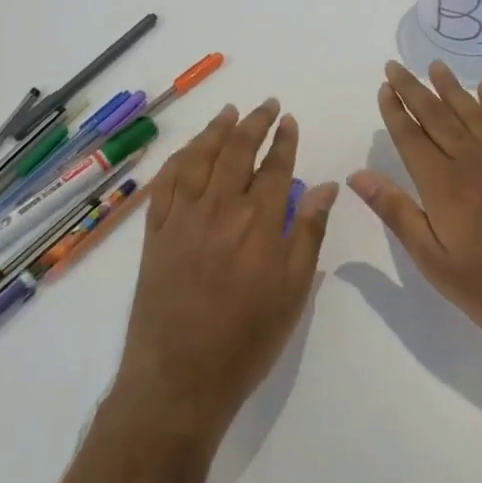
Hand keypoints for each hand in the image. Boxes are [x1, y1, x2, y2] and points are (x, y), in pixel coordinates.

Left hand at [115, 100, 337, 437]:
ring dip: (216, 131)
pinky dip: (179, 159)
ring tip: (229, 112)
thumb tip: (326, 185)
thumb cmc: (248, 338)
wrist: (180, 377)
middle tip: (266, 105)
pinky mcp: (155, 232)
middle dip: (254, 123)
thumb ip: (308, 232)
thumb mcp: (293, 290)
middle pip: (237, 151)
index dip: (284, 140)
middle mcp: (218, 208)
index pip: (275, 166)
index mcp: (258, 222)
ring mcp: (181, 218)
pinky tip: (189, 151)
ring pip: (199, 159)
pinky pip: (165, 183)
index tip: (290, 121)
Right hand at [349, 62, 481, 354]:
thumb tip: (358, 175)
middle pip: (437, 116)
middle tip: (396, 65)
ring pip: (471, 112)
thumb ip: (397, 213)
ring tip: (434, 65)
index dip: (395, 111)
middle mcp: (472, 161)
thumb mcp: (434, 261)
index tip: (382, 87)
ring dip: (450, 87)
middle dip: (413, 90)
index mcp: (444, 185)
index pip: (411, 138)